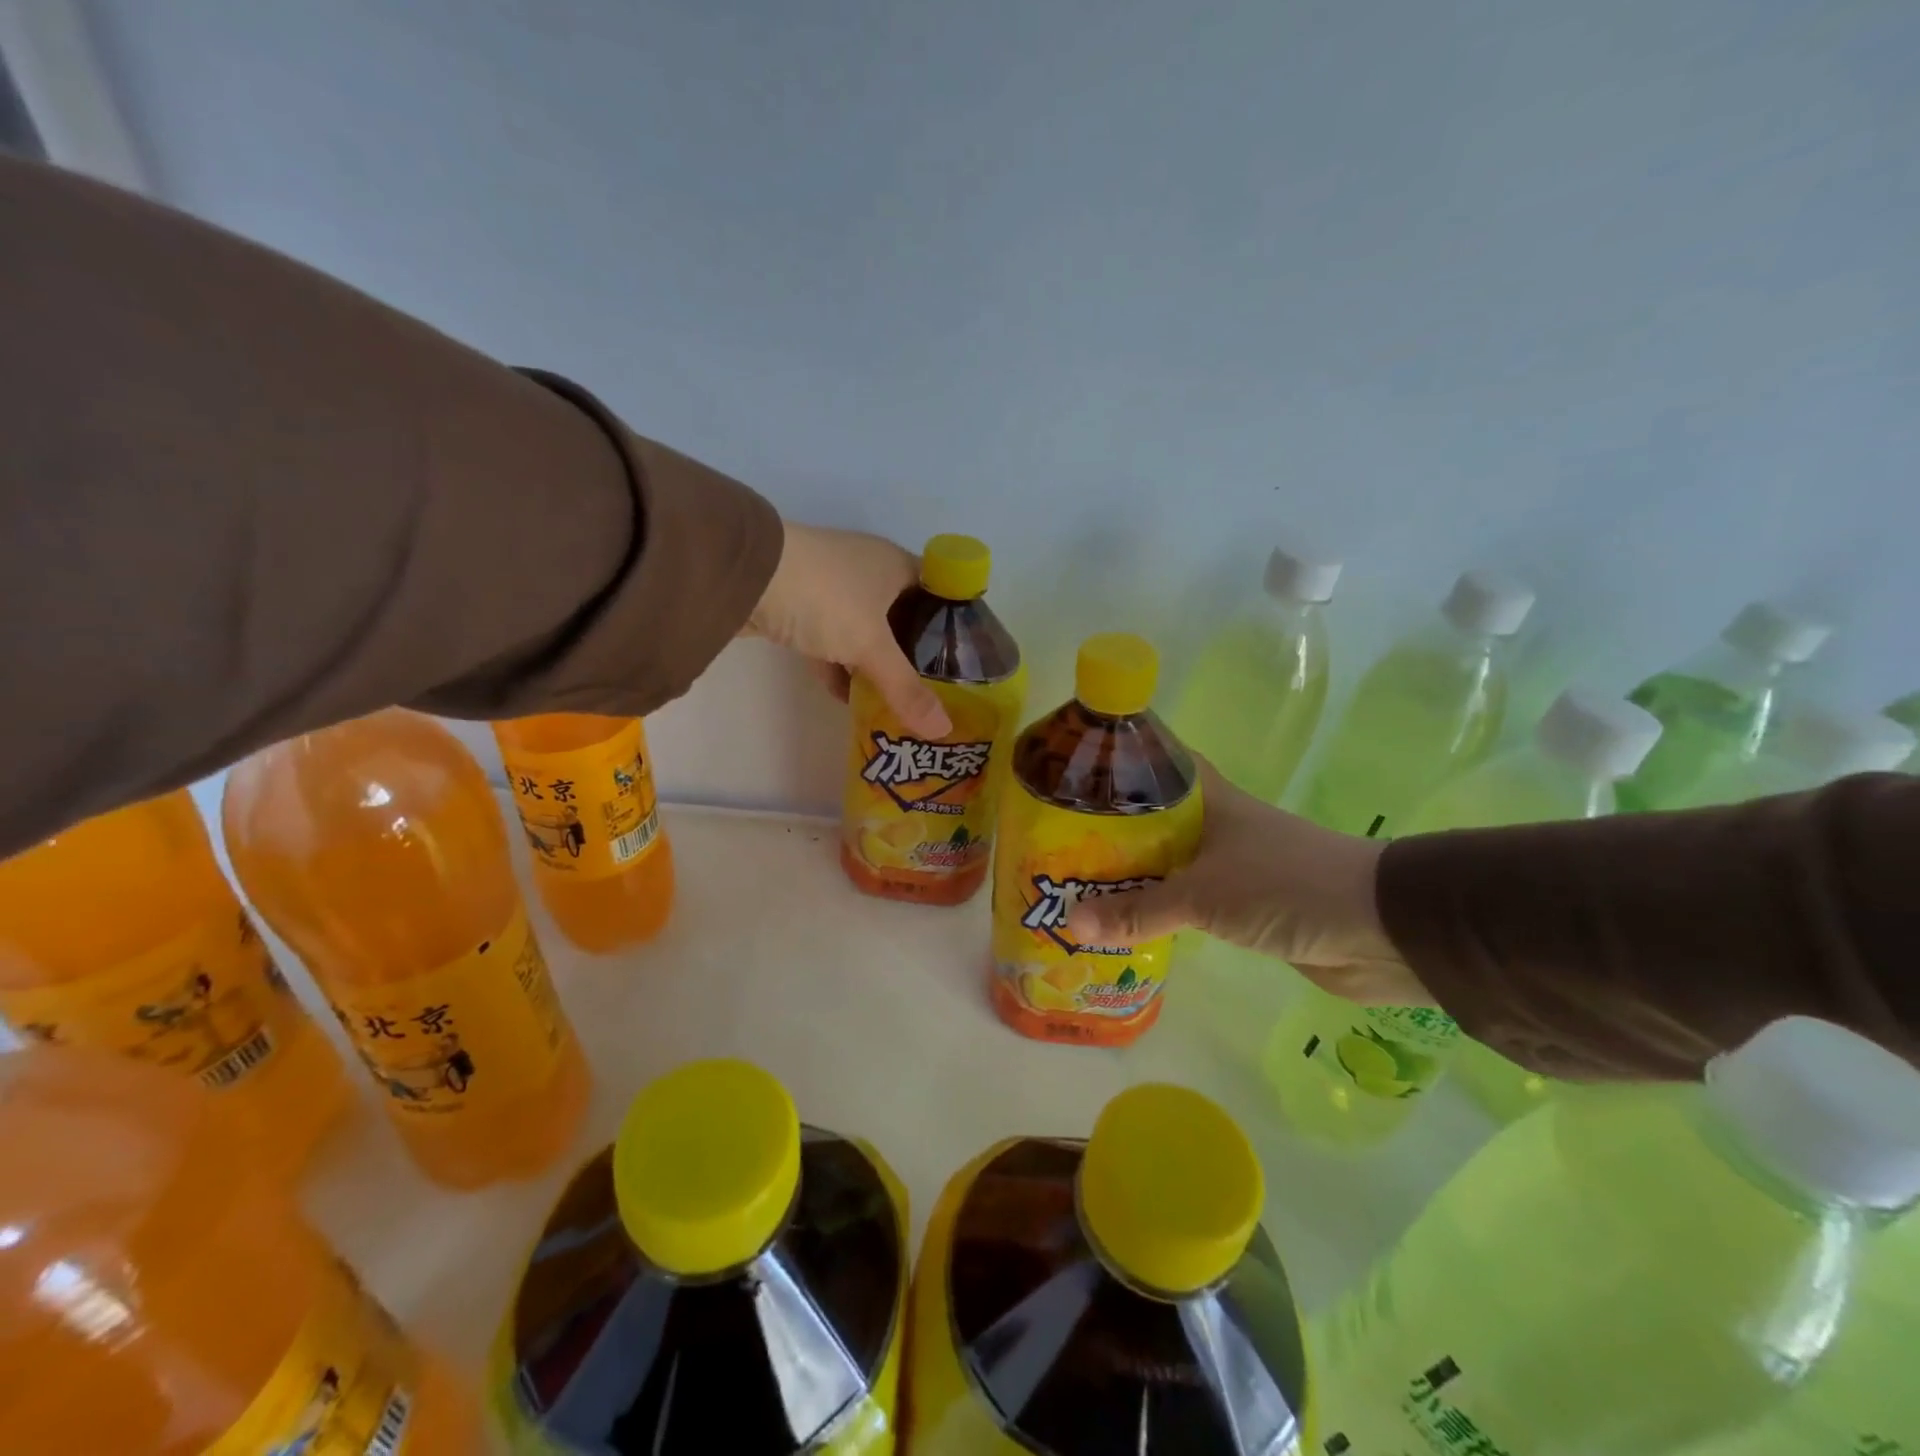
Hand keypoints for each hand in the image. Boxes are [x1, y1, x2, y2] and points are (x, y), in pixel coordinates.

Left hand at [745, 523, 950, 737]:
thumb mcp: (871, 645)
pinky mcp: (800, 608)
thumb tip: (942, 732)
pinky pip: (831, 642)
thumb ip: (906, 689)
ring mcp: (831, 589)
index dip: (954, 626)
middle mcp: (868, 571)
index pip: (939, 593)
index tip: (965, 664)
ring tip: (898, 703)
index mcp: (896, 565)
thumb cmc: (825, 597)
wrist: (744, 574)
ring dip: (875, 665)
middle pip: (902, 617)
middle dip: (914, 655)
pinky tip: (850, 700)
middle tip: (935, 693)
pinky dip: (840, 668)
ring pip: (865, 632)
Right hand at [1066, 761, 1430, 1006]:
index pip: (1156, 765)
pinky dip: (1158, 911)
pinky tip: (1124, 923)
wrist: (1380, 933)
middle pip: (1152, 821)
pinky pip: (1187, 904)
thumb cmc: (1287, 888)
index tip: (1071, 775)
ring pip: (1168, 864)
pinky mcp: (1243, 908)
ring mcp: (1231, 868)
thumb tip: (1070, 921)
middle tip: (1055, 843)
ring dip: (1131, 876)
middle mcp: (1216, 827)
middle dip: (1110, 832)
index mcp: (1210, 801)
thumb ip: (1138, 910)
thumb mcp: (1204, 895)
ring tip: (1076, 884)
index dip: (1118, 765)